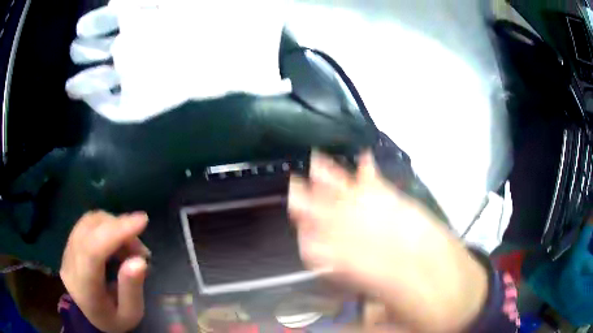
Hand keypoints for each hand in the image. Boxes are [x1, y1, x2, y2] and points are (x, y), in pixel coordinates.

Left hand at [60, 211, 149, 332]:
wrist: (91, 317)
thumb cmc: (114, 318)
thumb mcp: (130, 314)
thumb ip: (132, 289)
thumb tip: (139, 260)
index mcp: (84, 288)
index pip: (93, 251)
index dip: (116, 232)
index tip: (142, 221)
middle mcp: (70, 264)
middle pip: (90, 230)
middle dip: (119, 229)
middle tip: (141, 249)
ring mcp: (66, 251)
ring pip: (88, 222)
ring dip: (113, 226)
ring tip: (130, 247)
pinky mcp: (69, 244)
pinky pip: (87, 224)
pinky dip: (106, 227)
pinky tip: (116, 243)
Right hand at [288, 152, 487, 332]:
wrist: (471, 294)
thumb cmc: (435, 317)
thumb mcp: (401, 329)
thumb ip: (367, 321)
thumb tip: (329, 319)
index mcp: (401, 285)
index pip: (358, 264)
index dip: (330, 250)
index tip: (303, 237)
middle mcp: (409, 252)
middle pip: (364, 228)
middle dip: (328, 210)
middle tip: (297, 191)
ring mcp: (420, 230)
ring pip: (378, 206)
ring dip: (347, 187)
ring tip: (322, 168)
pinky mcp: (426, 219)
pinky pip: (399, 198)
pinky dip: (378, 182)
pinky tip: (364, 165)